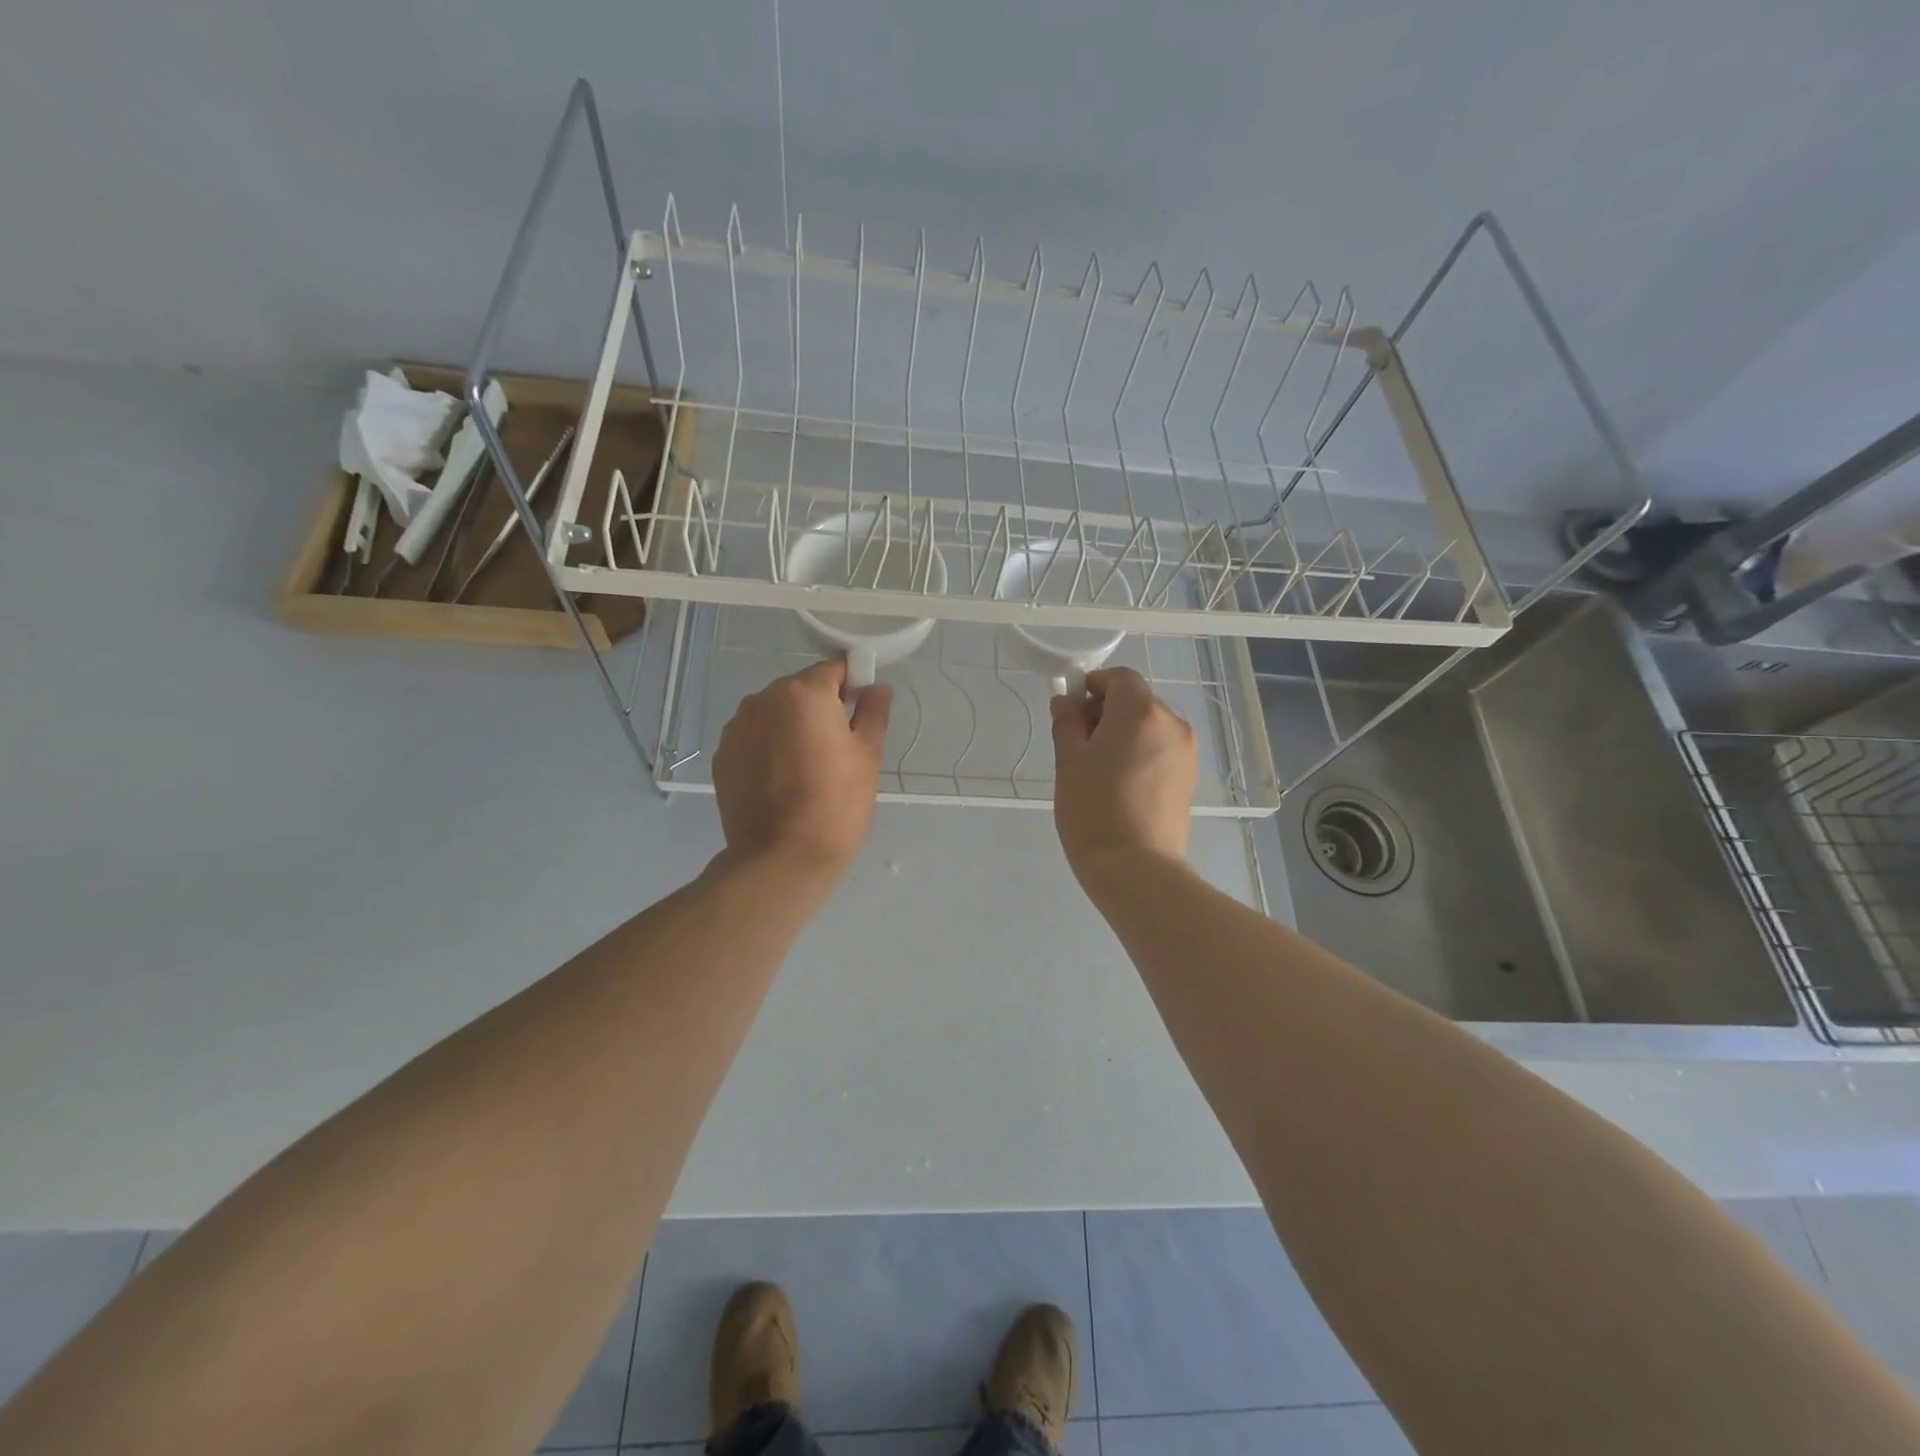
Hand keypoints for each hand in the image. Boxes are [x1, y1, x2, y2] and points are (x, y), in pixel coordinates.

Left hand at [712, 660, 891, 882]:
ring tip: (805, 766)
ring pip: (774, 713)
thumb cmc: (836, 803)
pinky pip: (753, 737)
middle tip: (836, 746)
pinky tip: (781, 780)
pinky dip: (768, 747)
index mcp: (804, 693)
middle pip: (800, 689)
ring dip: (790, 726)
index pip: (834, 668)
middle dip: (819, 707)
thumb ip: (873, 712)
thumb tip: (876, 688)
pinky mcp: (723, 755)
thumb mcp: (867, 755)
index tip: (860, 712)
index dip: (852, 685)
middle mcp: (763, 699)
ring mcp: (737, 728)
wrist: (782, 858)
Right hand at [1050, 667, 1196, 892]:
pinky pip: (1161, 750)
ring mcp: (1186, 752)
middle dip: (1107, 712)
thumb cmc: (1094, 809)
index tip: (1072, 713)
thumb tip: (1065, 701)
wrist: (1135, 867)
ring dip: (1125, 734)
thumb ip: (1067, 723)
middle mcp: (1171, 723)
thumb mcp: (1069, 761)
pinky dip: (1141, 754)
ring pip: (1150, 727)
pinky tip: (1122, 786)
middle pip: (1137, 701)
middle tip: (1080, 746)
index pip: (1119, 677)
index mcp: (1141, 712)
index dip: (1093, 687)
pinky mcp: (1189, 777)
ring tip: (1101, 771)